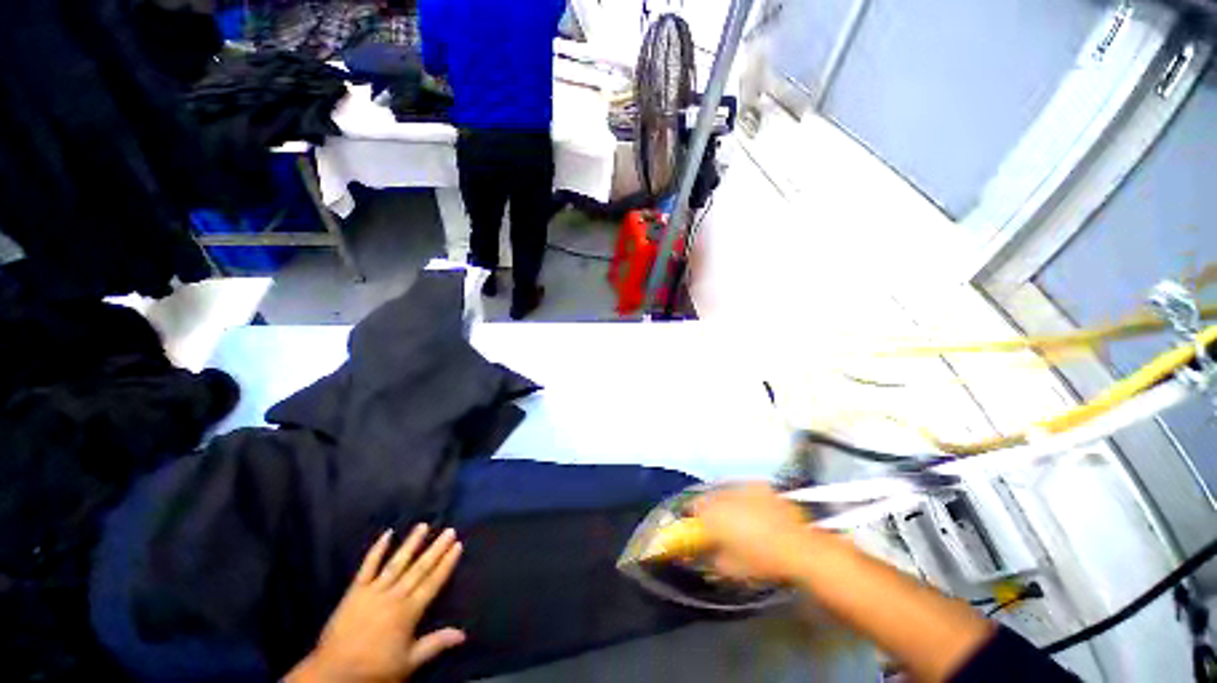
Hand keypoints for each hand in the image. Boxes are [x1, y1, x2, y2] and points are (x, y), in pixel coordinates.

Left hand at [288, 525, 464, 682]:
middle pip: (419, 569)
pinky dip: (377, 550)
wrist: (333, 674)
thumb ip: (435, 644)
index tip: (458, 545)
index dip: (446, 563)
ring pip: (397, 563)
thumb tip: (463, 634)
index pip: (433, 582)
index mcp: (409, 611)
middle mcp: (394, 596)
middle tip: (449, 530)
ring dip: (411, 544)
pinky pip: (367, 567)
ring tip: (423, 526)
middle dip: (436, 549)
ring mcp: (374, 591)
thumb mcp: (408, 662)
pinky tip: (387, 535)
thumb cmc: (374, 669)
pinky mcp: (355, 591)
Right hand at [692, 483, 815, 582]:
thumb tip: (703, 555)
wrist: (798, 548)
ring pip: (726, 491)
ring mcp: (743, 487)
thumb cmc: (761, 560)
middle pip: (709, 497)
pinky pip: (744, 489)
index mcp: (712, 513)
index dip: (691, 517)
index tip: (694, 526)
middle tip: (714, 522)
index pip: (692, 508)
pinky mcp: (760, 486)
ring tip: (734, 515)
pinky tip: (752, 510)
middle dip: (709, 508)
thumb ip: (712, 559)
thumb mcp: (731, 569)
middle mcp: (723, 495)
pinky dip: (743, 497)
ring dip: (725, 501)